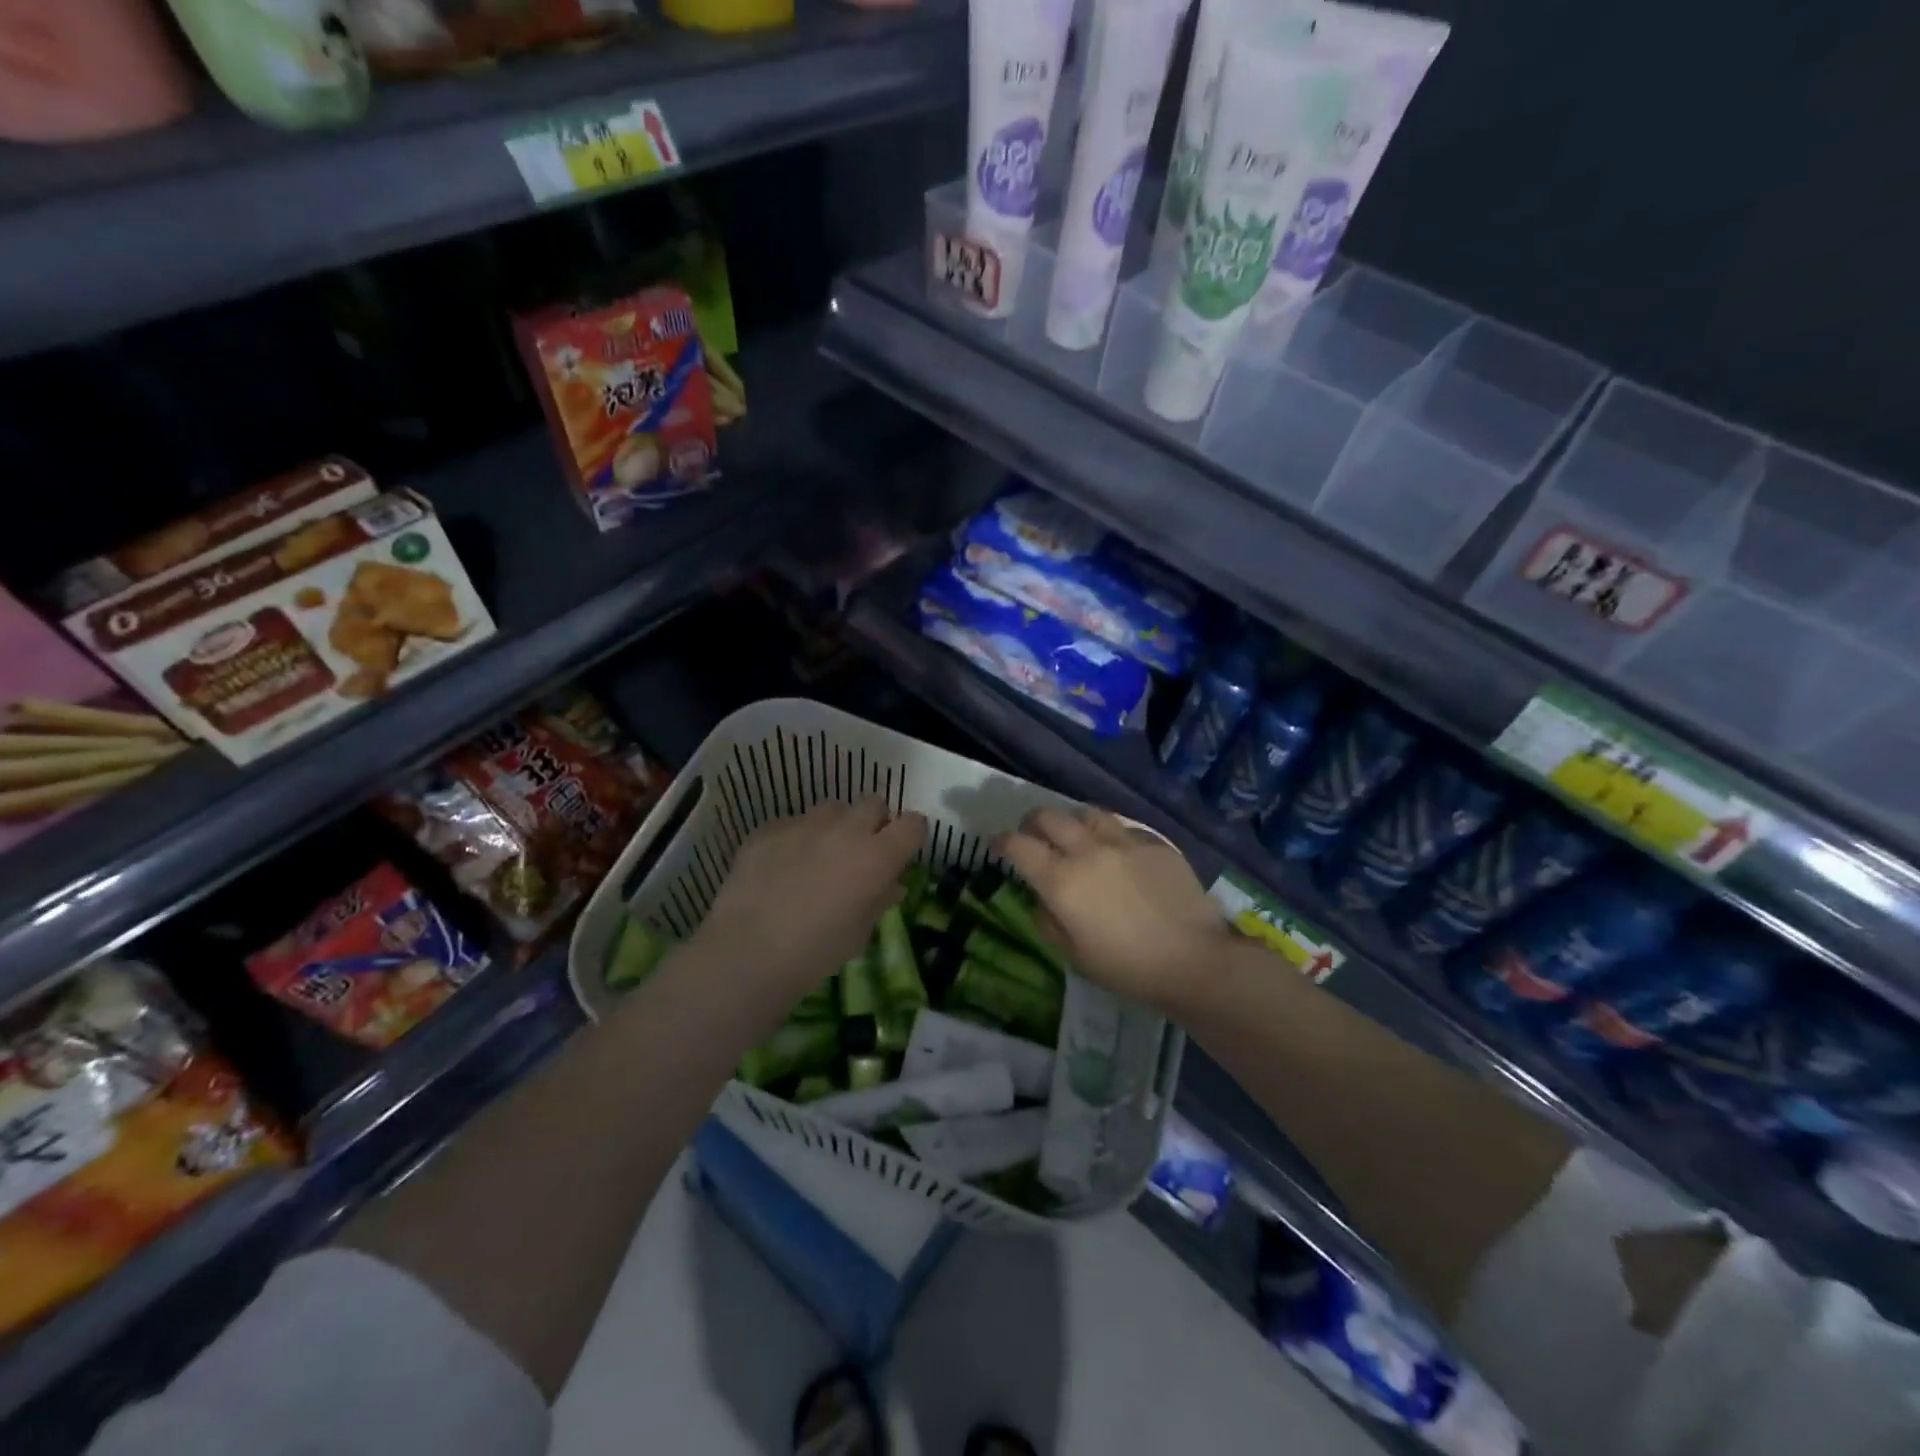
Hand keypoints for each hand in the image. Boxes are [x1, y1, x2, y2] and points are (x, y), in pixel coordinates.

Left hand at [696, 798, 925, 995]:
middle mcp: (846, 829)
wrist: (747, 952)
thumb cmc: (815, 952)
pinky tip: (782, 866)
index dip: (910, 836)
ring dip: (836, 825)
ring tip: (821, 855)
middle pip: (874, 804)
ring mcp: (805, 824)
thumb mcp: (860, 932)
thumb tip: (892, 884)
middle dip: (874, 823)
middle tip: (862, 853)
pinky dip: (797, 838)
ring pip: (833, 808)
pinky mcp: (770, 828)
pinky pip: (794, 823)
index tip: (902, 853)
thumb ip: (880, 900)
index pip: (913, 824)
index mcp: (877, 856)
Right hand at [995, 807, 1230, 1015]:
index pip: (1018, 846)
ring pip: (1087, 813)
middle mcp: (1087, 851)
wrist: (1194, 959)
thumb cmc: (1127, 967)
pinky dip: (1110, 835)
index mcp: (1061, 881)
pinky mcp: (1154, 843)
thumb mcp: (1074, 956)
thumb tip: (1041, 899)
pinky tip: (1117, 852)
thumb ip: (1048, 921)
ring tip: (1075, 835)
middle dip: (1032, 822)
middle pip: (1048, 816)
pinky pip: (1123, 828)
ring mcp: (1124, 842)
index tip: (998, 844)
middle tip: (1033, 834)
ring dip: (1072, 821)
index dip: (1001, 842)